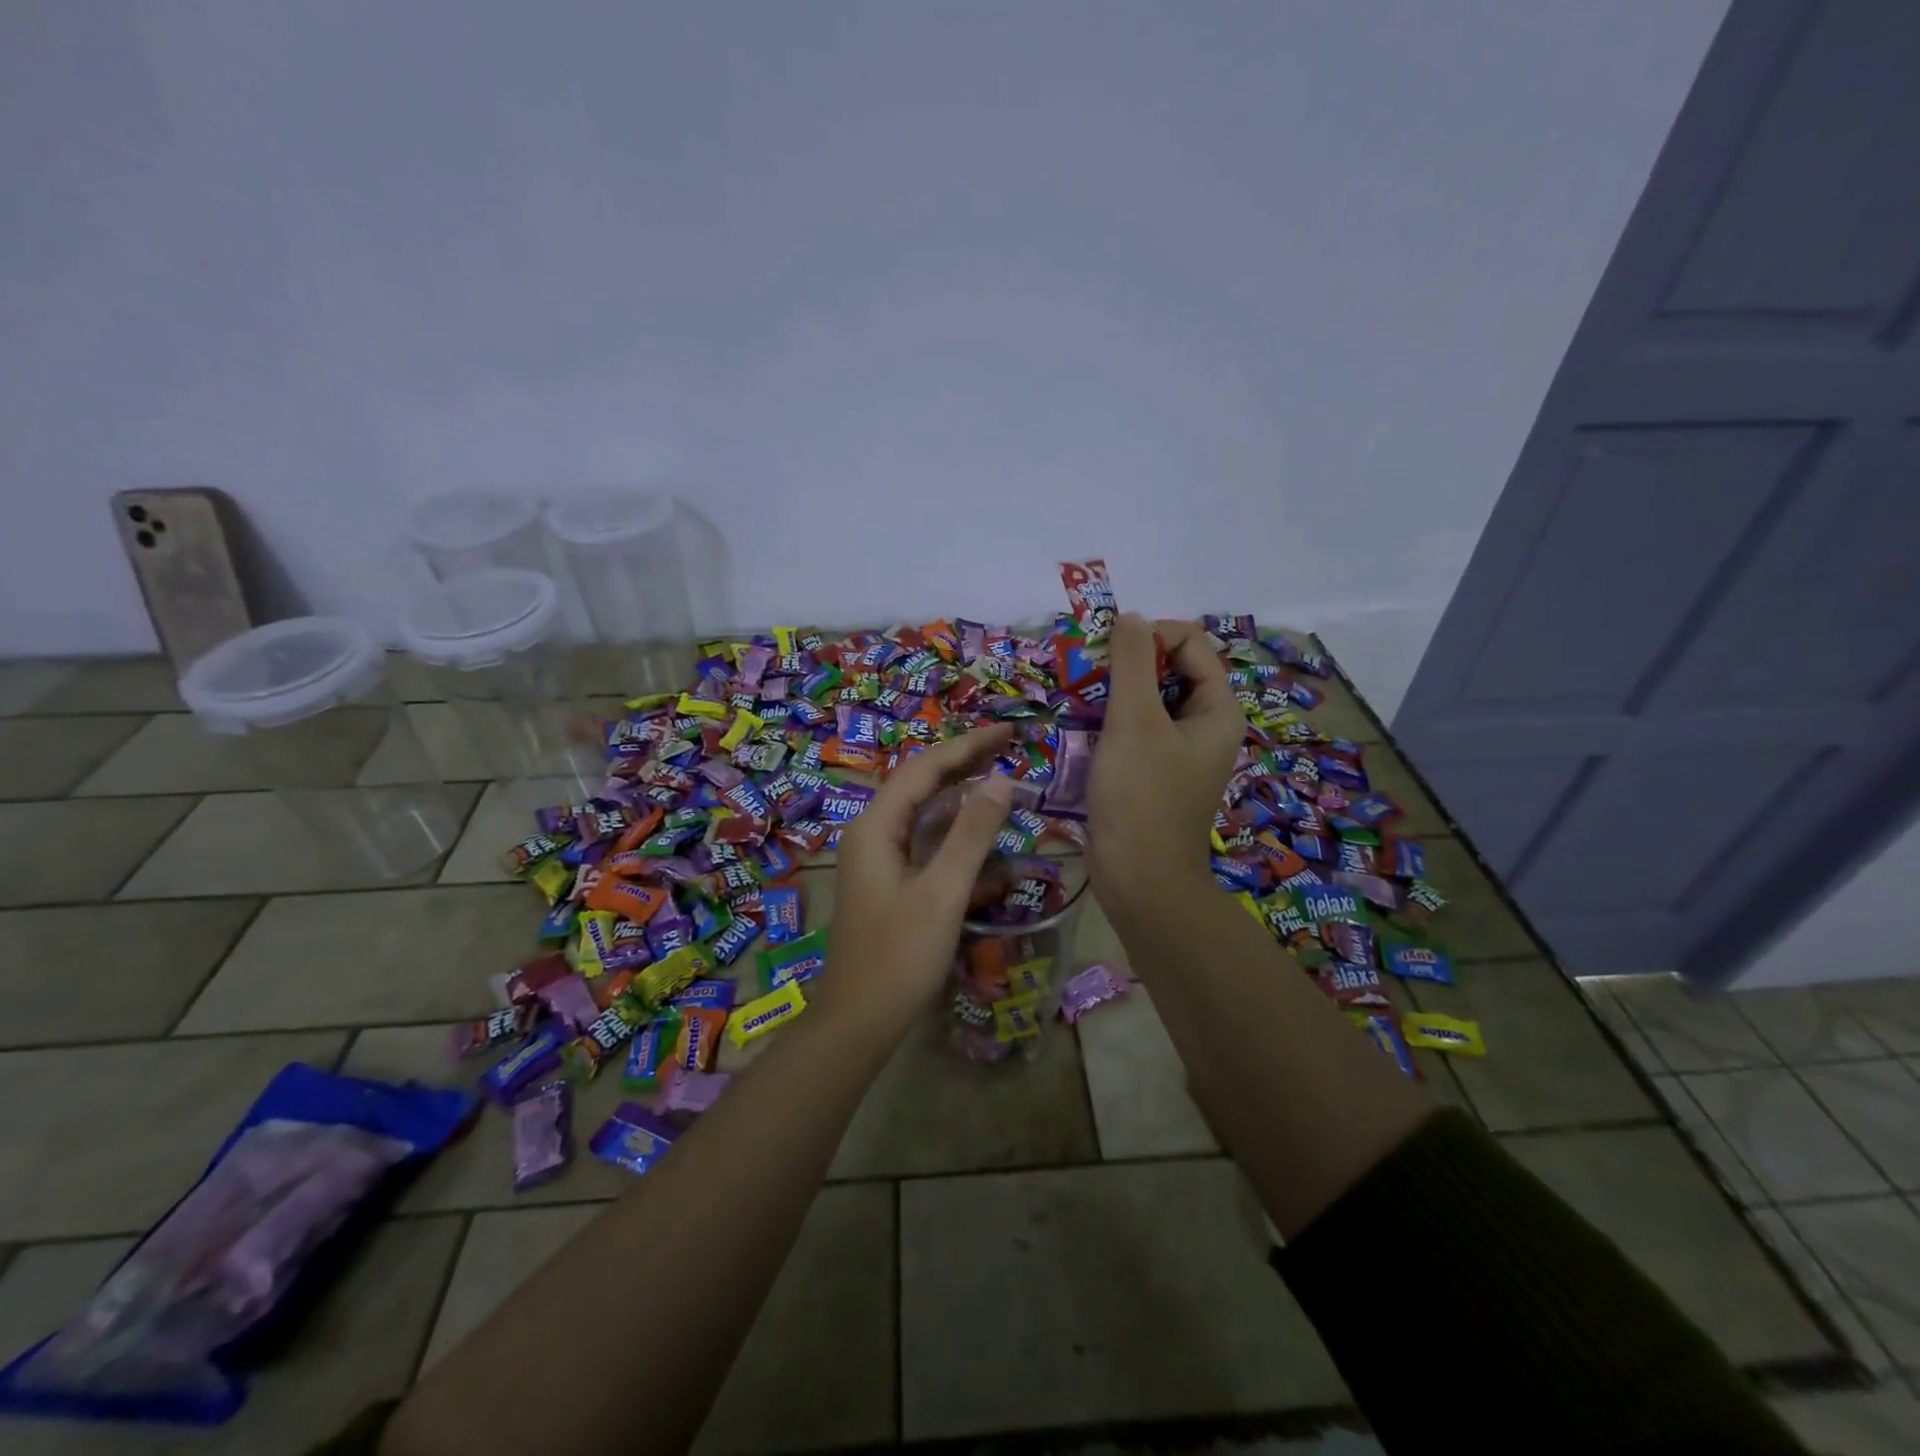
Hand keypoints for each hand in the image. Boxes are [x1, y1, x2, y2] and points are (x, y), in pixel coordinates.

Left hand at [818, 724, 1017, 1031]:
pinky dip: (956, 838)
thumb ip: (972, 833)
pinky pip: (926, 846)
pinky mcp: (891, 882)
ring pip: (926, 816)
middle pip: (923, 785)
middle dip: (966, 765)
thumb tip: (1002, 779)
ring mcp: (880, 859)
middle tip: (1010, 747)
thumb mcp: (943, 892)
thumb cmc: (899, 956)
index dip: (968, 746)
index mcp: (876, 826)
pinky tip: (988, 842)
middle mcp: (873, 833)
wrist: (858, 1022)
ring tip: (1004, 781)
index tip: (1009, 731)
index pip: (925, 769)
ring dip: (964, 799)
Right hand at [1088, 613, 1245, 913]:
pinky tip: (1085, 729)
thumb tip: (1129, 616)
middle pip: (1169, 669)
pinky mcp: (1155, 771)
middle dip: (1128, 665)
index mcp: (1217, 708)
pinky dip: (1112, 721)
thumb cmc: (1141, 797)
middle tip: (1089, 677)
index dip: (1149, 636)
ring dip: (1115, 692)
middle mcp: (1205, 724)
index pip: (1189, 642)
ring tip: (1081, 701)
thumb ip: (1133, 662)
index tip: (1107, 654)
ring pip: (1148, 699)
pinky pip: (1137, 729)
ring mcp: (1180, 750)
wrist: (1139, 880)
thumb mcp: (1134, 721)